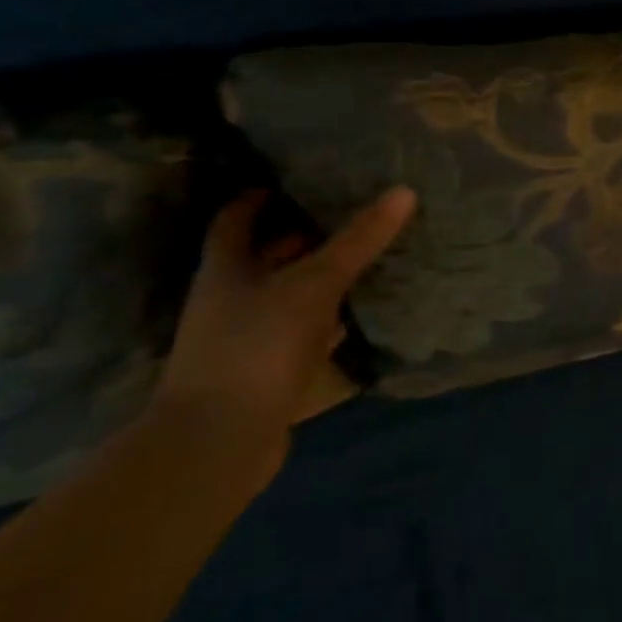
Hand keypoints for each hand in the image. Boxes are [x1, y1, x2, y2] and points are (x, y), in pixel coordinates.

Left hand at [151, 187, 416, 465]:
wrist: (217, 443)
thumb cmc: (256, 347)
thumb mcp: (313, 285)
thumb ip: (357, 241)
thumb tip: (404, 191)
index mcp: (228, 269)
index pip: (236, 218)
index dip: (261, 196)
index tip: (302, 177)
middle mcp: (232, 298)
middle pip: (266, 254)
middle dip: (305, 232)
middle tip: (355, 211)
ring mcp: (248, 336)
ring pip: (289, 292)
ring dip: (321, 275)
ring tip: (369, 252)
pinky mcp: (268, 369)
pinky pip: (304, 329)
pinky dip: (330, 316)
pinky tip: (362, 310)